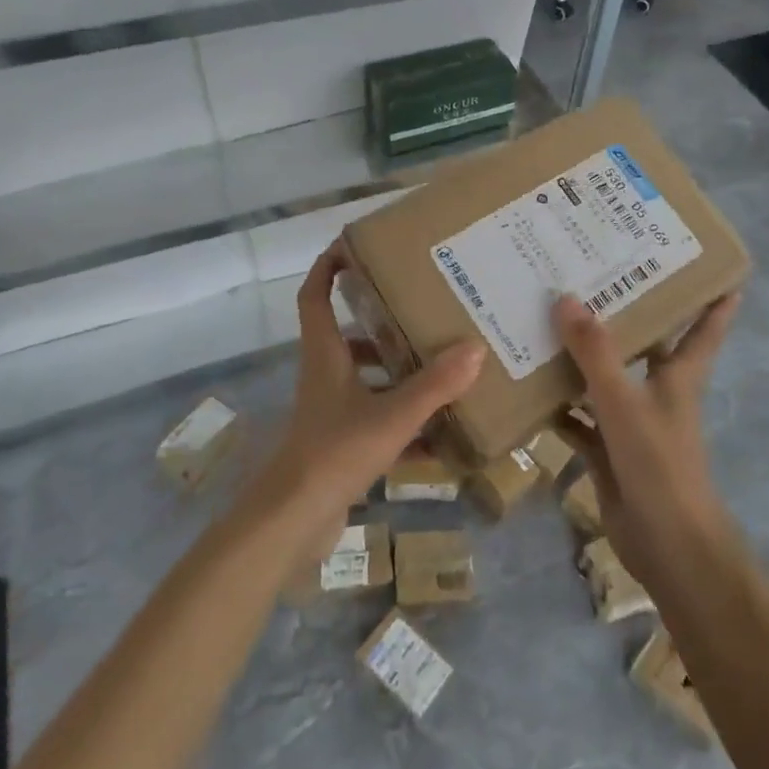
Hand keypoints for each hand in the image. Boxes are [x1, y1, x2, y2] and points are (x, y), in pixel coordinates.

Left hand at [256, 244, 484, 558]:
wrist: (292, 522)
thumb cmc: (334, 453)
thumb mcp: (392, 416)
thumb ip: (434, 386)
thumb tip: (475, 348)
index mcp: (325, 355)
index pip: (314, 296)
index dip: (326, 267)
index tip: (351, 246)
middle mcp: (325, 376)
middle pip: (347, 336)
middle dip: (380, 321)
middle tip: (421, 308)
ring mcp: (331, 412)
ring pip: (365, 378)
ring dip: (396, 371)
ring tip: (440, 364)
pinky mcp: (340, 444)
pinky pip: (376, 418)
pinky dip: (404, 420)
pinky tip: (440, 433)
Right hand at [551, 293, 741, 591]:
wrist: (667, 546)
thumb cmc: (660, 464)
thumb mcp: (625, 402)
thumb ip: (595, 353)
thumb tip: (567, 298)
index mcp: (679, 375)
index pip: (705, 327)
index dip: (714, 297)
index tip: (714, 264)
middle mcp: (657, 392)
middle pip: (645, 344)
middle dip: (625, 314)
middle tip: (593, 275)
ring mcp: (631, 422)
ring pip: (605, 379)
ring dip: (581, 357)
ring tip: (547, 319)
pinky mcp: (608, 450)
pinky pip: (578, 418)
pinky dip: (559, 406)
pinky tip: (529, 387)